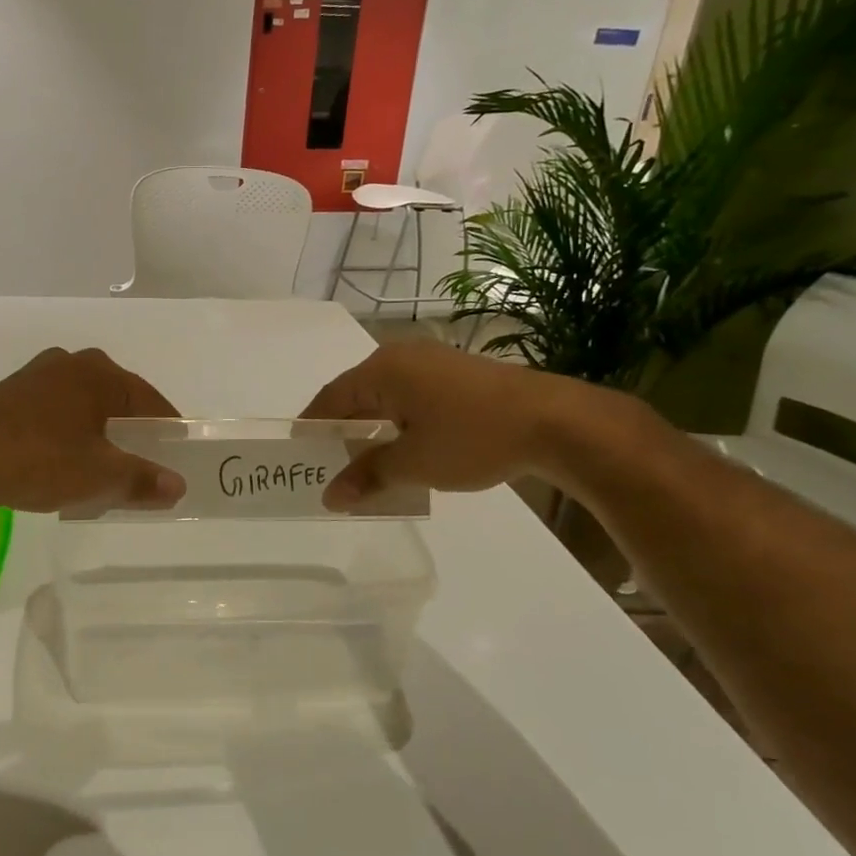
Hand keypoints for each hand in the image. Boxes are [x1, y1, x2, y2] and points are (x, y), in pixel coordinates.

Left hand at [0, 347, 185, 517]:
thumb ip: (143, 480)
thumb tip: (178, 486)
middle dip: (131, 429)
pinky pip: (54, 412)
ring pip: (82, 405)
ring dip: (98, 432)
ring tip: (105, 465)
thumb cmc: (42, 460)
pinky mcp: (8, 396)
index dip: (167, 428)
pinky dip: (69, 434)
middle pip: (115, 399)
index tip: (177, 452)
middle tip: (144, 461)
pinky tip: (64, 460)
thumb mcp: (100, 476)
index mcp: (98, 373)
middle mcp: (68, 363)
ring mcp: (34, 377)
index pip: (148, 400)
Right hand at [300, 342, 596, 508]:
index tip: (300, 456)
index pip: (330, 399)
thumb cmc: (472, 438)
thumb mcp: (413, 463)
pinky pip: (410, 395)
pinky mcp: (457, 373)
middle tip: (330, 465)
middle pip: (355, 394)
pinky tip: (404, 447)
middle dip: (341, 430)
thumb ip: (367, 476)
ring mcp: (433, 361)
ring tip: (365, 462)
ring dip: (371, 427)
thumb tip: (330, 498)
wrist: (555, 421)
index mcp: (382, 371)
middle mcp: (401, 357)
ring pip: (385, 396)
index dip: (312, 428)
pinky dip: (397, 421)